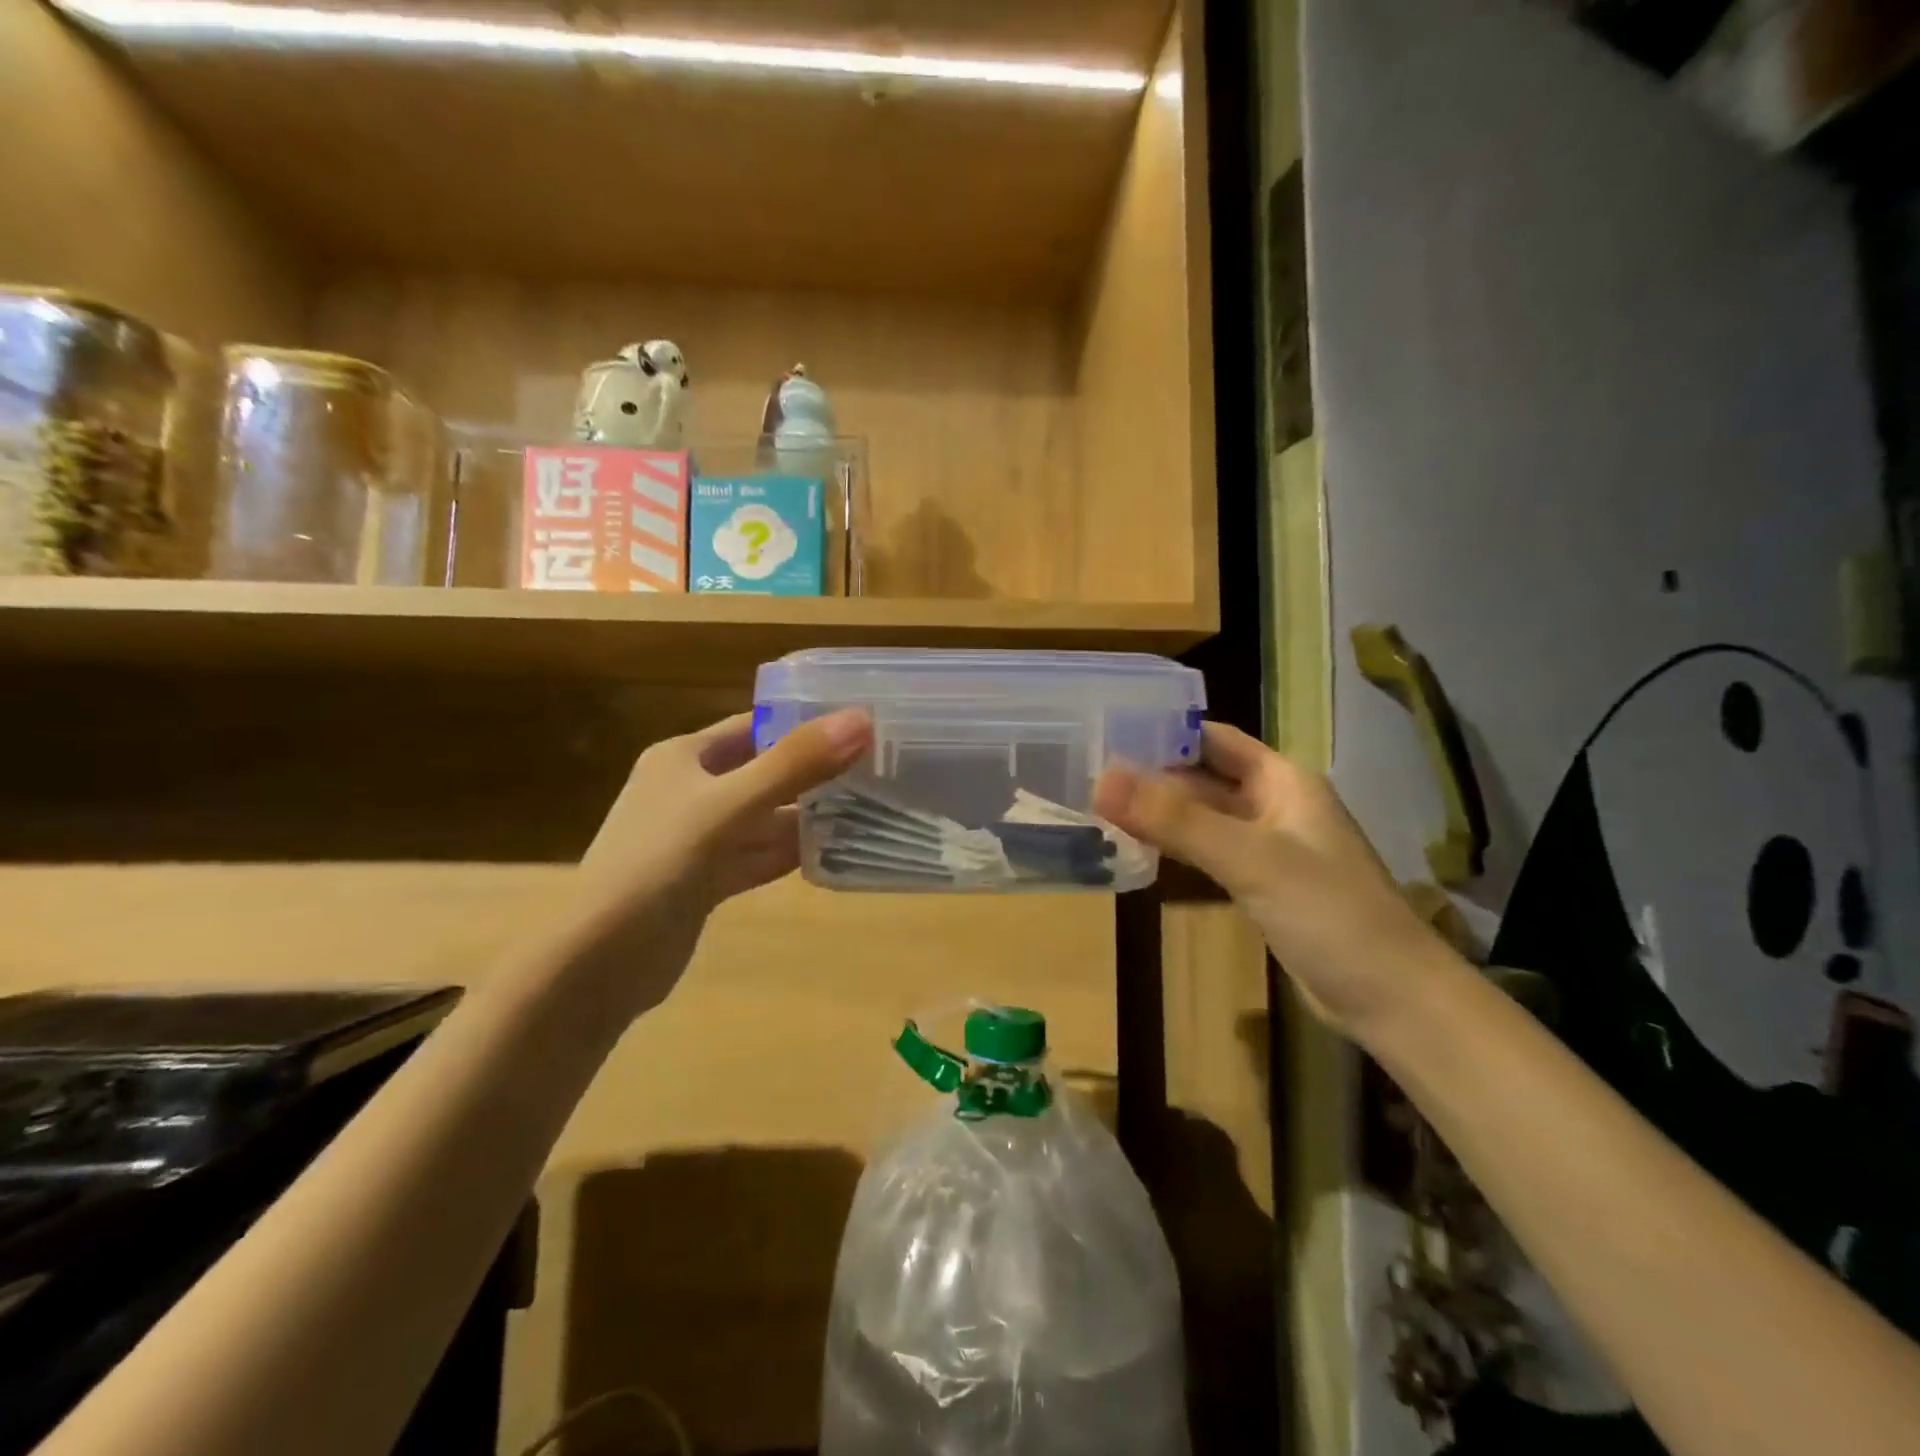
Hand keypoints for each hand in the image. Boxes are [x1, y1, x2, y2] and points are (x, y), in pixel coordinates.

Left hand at [566, 707, 872, 1018]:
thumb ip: (795, 764)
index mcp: (684, 757)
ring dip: (807, 816)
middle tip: (877, 768)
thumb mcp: (729, 806)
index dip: (804, 722)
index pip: (755, 726)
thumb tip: (862, 719)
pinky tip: (834, 852)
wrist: (600, 962)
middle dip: (814, 772)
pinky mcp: (705, 880)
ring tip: (869, 808)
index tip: (861, 724)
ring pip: (764, 818)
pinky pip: (757, 856)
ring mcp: (697, 839)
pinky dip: (789, 853)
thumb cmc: (658, 864)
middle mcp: (690, 791)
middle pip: (764, 772)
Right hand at [1094, 721, 1445, 1032]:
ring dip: (1160, 812)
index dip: (1162, 730)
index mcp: (1281, 780)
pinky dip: (1175, 846)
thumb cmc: (1328, 912)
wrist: (1391, 997)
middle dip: (1152, 773)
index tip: (1104, 731)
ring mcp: (1268, 847)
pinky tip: (1137, 849)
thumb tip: (1100, 779)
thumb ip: (1175, 819)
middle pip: (1203, 776)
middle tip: (1087, 772)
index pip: (1212, 738)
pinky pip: (1208, 852)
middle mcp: (1274, 804)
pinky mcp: (1261, 885)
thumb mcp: (1249, 858)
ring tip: (1098, 806)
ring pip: (1203, 816)